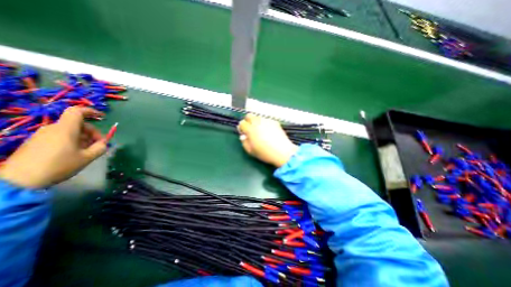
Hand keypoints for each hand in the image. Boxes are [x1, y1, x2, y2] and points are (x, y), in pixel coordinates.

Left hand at [0, 106, 106, 187]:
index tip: (102, 117)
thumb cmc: (59, 165)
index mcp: (66, 129)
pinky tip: (75, 153)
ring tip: (87, 150)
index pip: (77, 111)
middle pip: (78, 123)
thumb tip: (104, 143)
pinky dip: (72, 141)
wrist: (19, 180)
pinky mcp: (37, 142)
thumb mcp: (87, 158)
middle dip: (92, 132)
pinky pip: (60, 136)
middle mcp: (53, 128)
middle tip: (98, 144)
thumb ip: (100, 147)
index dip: (91, 111)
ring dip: (83, 137)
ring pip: (70, 131)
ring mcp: (43, 135)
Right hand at [236, 113, 297, 167]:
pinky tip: (269, 131)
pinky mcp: (274, 122)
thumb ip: (244, 142)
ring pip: (258, 117)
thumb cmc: (264, 153)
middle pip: (249, 115)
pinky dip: (265, 123)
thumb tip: (243, 136)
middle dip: (248, 121)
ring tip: (260, 130)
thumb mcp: (251, 151)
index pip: (242, 123)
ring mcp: (267, 121)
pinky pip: (267, 120)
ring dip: (256, 121)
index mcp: (250, 129)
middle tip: (250, 128)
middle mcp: (257, 122)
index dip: (242, 128)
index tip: (244, 132)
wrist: (282, 151)